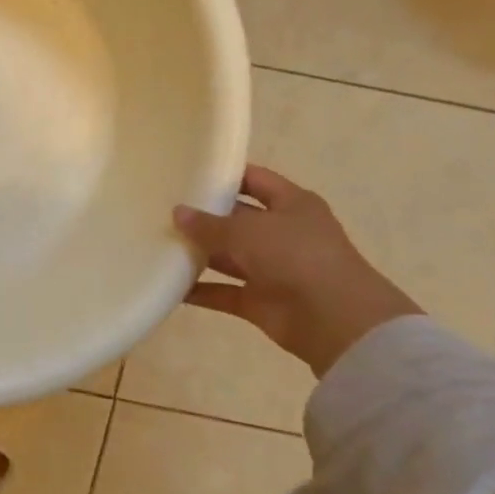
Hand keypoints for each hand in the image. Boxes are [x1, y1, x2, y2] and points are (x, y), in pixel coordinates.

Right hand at [173, 166, 420, 378]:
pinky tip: (169, 284)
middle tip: (161, 209)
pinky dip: (200, 291)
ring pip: (228, 256)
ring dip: (199, 253)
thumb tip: (178, 213)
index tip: (187, 172)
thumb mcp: (247, 230)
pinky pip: (224, 292)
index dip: (224, 175)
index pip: (254, 180)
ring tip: (158, 244)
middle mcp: (282, 233)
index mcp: (292, 204)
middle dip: (203, 217)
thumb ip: (209, 223)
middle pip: (237, 219)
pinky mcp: (261, 301)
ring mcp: (272, 269)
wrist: (337, 321)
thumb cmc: (296, 256)